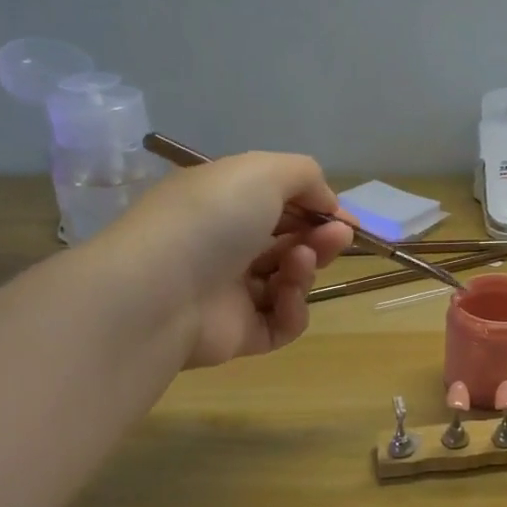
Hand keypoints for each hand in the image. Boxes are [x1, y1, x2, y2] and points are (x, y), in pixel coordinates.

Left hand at [99, 152, 352, 367]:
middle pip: (288, 242)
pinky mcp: (239, 334)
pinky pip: (282, 322)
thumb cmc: (211, 219)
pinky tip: (287, 295)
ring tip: (301, 262)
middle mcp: (224, 246)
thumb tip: (327, 203)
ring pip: (288, 281)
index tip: (344, 217)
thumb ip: (304, 175)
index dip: (314, 208)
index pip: (275, 203)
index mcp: (222, 204)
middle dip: (319, 237)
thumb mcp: (261, 171)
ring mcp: (230, 293)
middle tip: (339, 237)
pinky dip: (293, 308)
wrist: (162, 292)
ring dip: (306, 268)